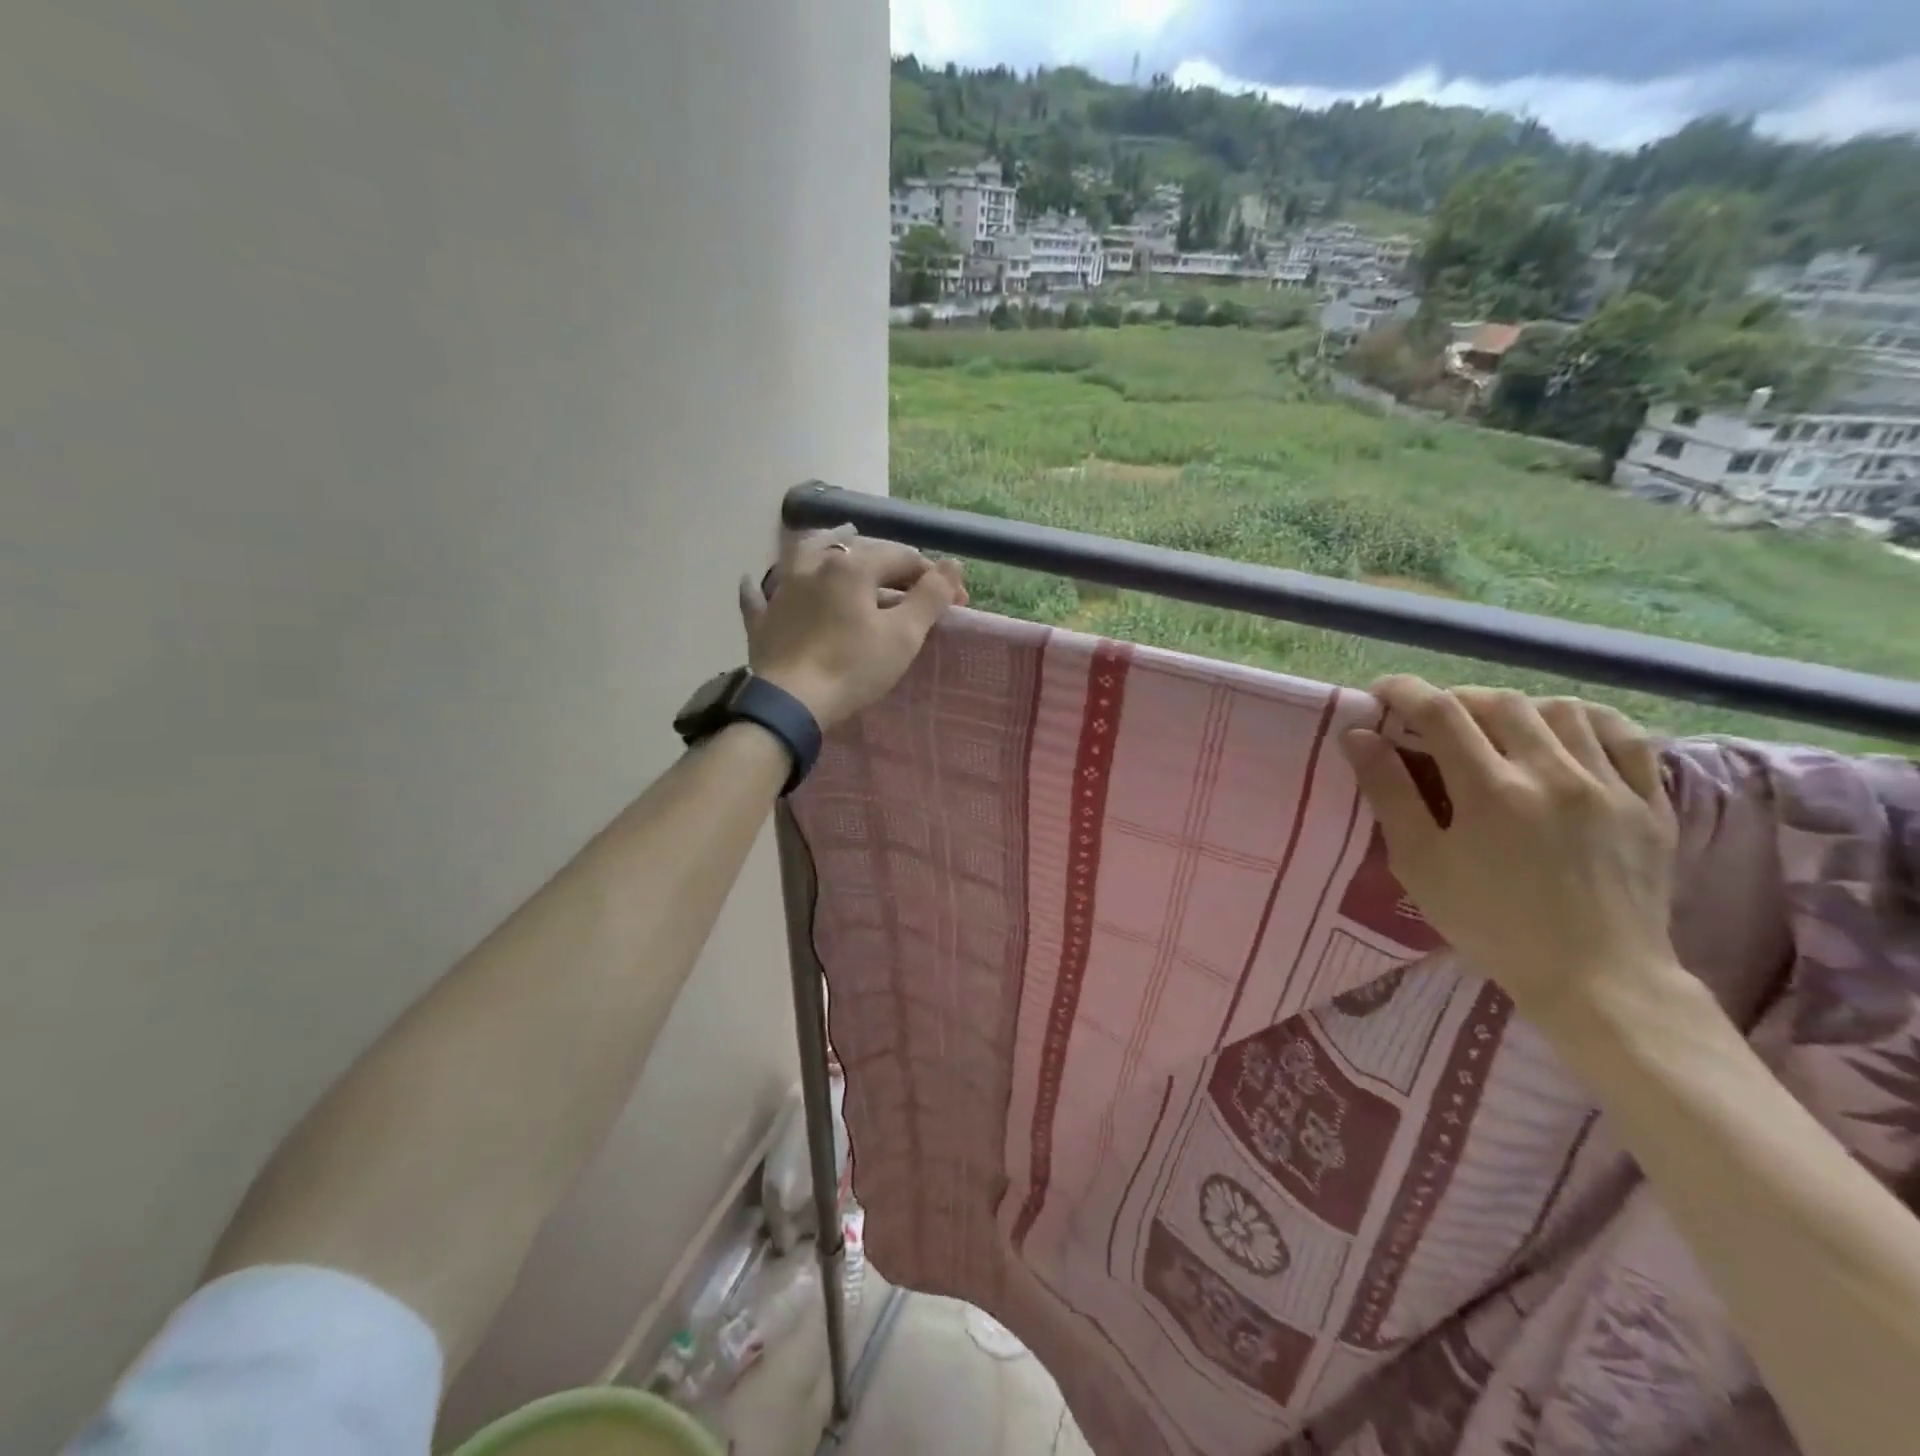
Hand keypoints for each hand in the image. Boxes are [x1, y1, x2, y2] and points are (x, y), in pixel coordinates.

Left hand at [740, 527, 966, 728]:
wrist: (792, 701)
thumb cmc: (853, 667)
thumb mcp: (903, 635)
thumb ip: (930, 596)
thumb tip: (952, 564)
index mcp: (853, 566)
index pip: (902, 557)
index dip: (932, 576)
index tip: (956, 601)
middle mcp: (814, 566)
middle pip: (858, 551)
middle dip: (891, 564)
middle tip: (912, 585)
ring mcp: (783, 591)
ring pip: (804, 554)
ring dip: (825, 544)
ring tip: (839, 541)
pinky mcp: (764, 619)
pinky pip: (760, 596)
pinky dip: (762, 587)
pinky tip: (756, 582)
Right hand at [1342, 676, 1682, 1031]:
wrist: (1596, 978)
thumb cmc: (1490, 923)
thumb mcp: (1420, 863)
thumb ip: (1388, 793)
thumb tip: (1358, 737)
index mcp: (1490, 790)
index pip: (1440, 712)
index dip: (1405, 692)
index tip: (1382, 692)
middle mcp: (1552, 772)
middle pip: (1499, 702)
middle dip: (1457, 699)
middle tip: (1434, 719)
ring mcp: (1609, 784)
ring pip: (1561, 710)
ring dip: (1518, 708)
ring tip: (1498, 729)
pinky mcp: (1649, 802)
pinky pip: (1626, 736)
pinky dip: (1587, 722)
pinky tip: (1565, 734)